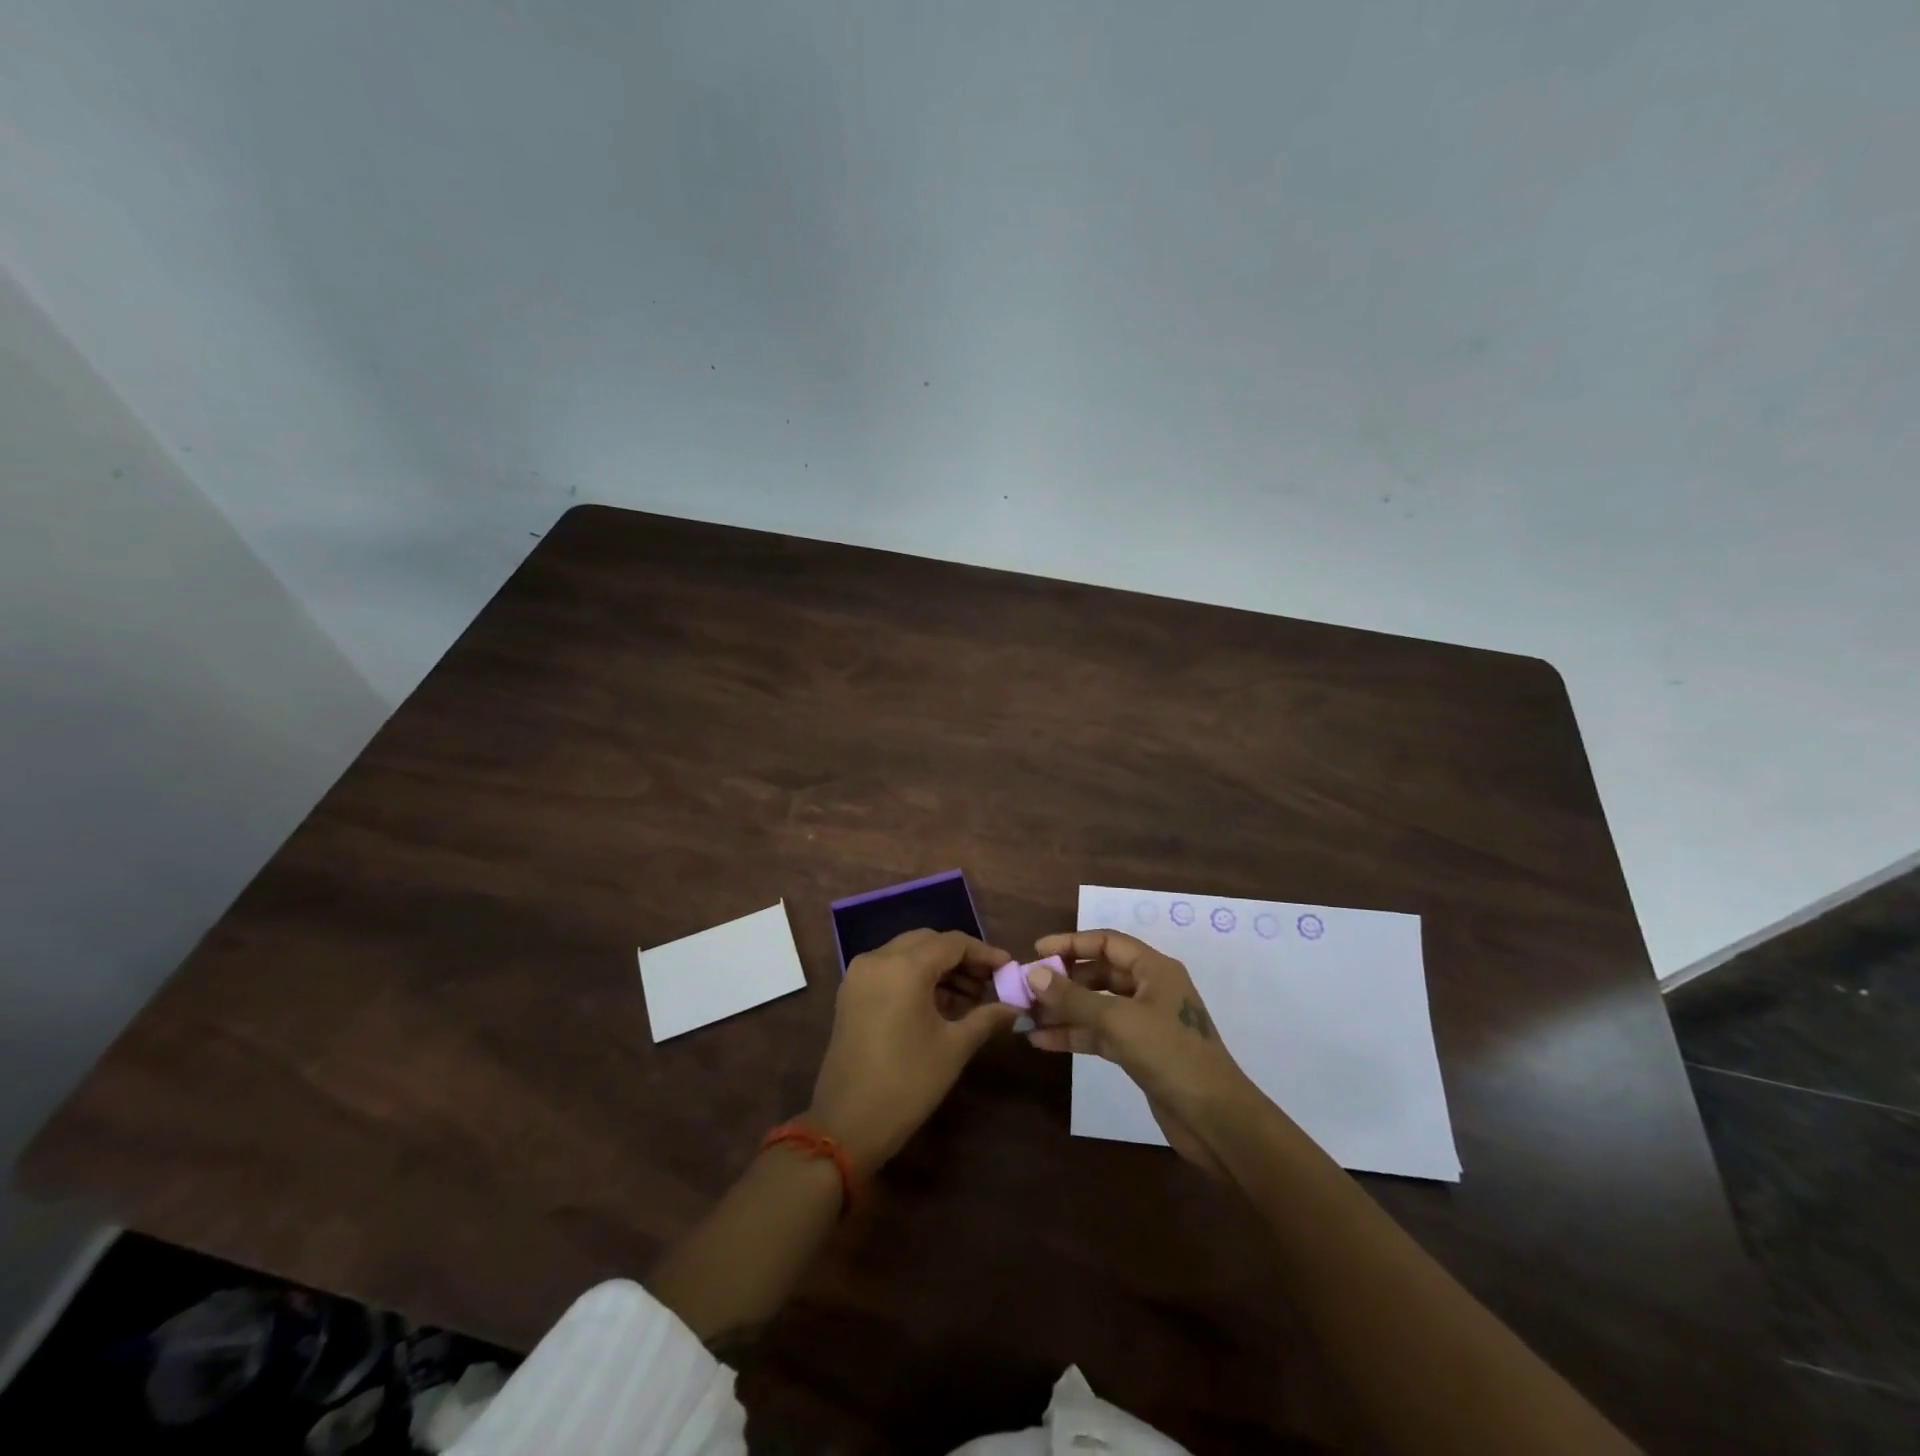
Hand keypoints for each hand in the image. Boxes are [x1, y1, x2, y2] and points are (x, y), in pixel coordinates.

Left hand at [807, 929, 1019, 1174]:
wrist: (847, 1124)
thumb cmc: (907, 1083)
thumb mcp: (954, 1047)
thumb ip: (986, 1017)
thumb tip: (1015, 1007)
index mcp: (904, 967)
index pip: (952, 943)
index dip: (983, 953)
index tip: (1007, 968)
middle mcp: (878, 959)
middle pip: (927, 942)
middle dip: (960, 958)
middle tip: (989, 982)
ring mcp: (859, 975)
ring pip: (907, 954)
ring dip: (938, 968)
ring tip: (969, 998)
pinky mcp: (851, 993)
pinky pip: (890, 970)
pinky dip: (915, 977)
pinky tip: (938, 1004)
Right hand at [1026, 929, 1258, 1174]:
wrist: (1215, 1120)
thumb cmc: (1171, 1055)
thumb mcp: (1118, 1020)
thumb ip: (1073, 998)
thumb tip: (1033, 973)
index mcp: (1154, 969)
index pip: (1107, 942)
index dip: (1071, 943)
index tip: (1037, 950)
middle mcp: (1150, 989)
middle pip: (1099, 974)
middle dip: (1063, 980)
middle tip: (1027, 988)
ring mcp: (1145, 1022)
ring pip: (1096, 1006)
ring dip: (1064, 1010)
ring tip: (1027, 1016)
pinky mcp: (1140, 1052)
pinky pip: (1100, 1034)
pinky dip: (1074, 1035)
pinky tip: (1043, 1041)